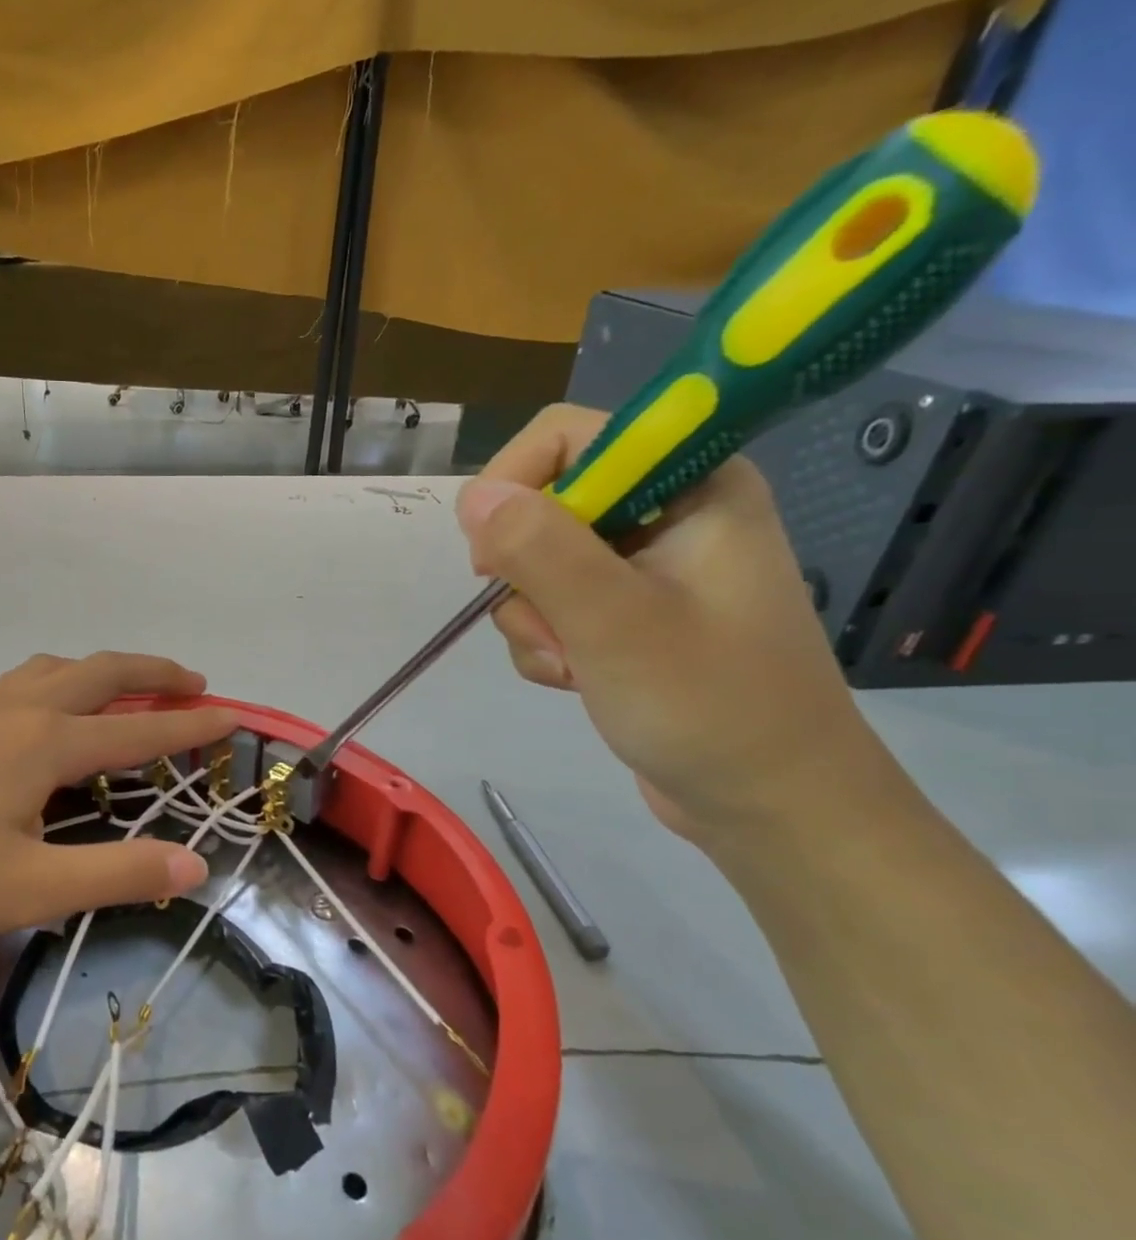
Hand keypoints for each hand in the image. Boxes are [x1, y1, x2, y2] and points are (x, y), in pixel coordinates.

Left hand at [0, 652, 238, 945]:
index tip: (233, 716)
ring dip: (97, 673)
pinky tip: (29, 716)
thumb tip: (196, 865)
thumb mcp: (26, 889)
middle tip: (192, 681)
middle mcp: (16, 709)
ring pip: (50, 670)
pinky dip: (46, 687)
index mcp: (46, 743)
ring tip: (118, 692)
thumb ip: (114, 875)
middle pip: (100, 673)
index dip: (192, 726)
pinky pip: (10, 685)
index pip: (139, 730)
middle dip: (153, 674)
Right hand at [455, 404, 896, 841]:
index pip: (567, 437)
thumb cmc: (709, 705)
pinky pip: (550, 605)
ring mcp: (644, 567)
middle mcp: (666, 512)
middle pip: (544, 504)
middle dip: (527, 574)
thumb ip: (542, 549)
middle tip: (549, 626)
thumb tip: (473, 496)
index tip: (494, 554)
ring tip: (574, 665)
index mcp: (691, 483)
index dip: (515, 484)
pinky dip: (545, 643)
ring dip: (533, 620)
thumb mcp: (616, 623)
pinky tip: (575, 678)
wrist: (767, 802)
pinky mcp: (626, 614)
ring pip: (537, 563)